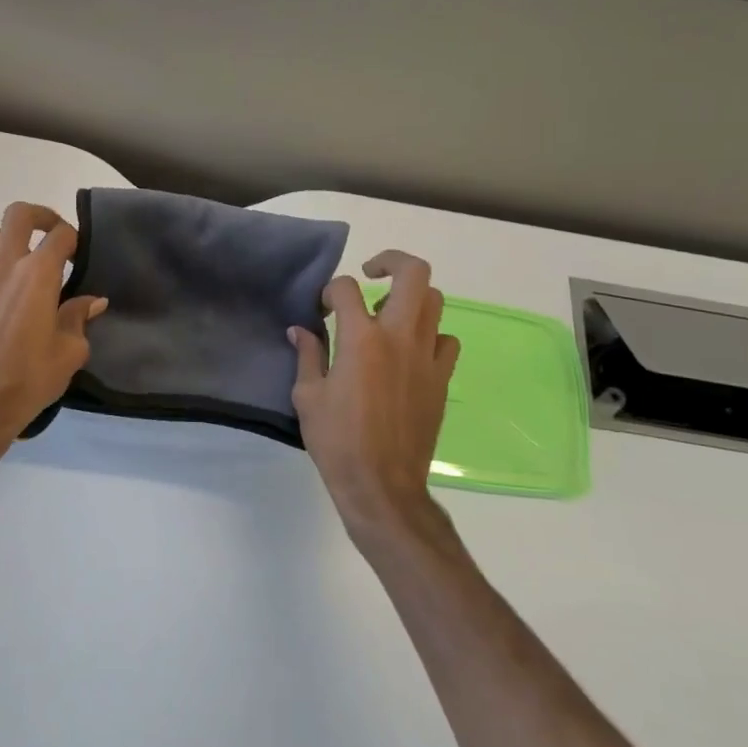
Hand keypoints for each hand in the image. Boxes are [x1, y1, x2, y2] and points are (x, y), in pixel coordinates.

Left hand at [0, 203, 106, 449]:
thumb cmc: (28, 379)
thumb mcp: (69, 353)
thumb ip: (79, 318)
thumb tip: (93, 302)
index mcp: (38, 275)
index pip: (60, 235)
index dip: (73, 239)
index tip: (77, 254)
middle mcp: (3, 266)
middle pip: (18, 215)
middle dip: (39, 217)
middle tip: (49, 235)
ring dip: (4, 239)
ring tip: (14, 261)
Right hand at [289, 251, 459, 546]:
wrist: (382, 484)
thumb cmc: (337, 441)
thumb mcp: (307, 397)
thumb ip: (308, 355)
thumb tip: (301, 330)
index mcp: (361, 339)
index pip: (346, 289)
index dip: (329, 291)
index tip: (322, 307)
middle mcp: (399, 337)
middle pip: (413, 274)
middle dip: (391, 261)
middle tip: (372, 273)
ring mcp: (427, 357)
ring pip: (435, 301)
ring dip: (411, 298)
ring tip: (389, 315)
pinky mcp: (442, 378)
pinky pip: (446, 340)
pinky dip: (430, 336)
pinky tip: (411, 352)